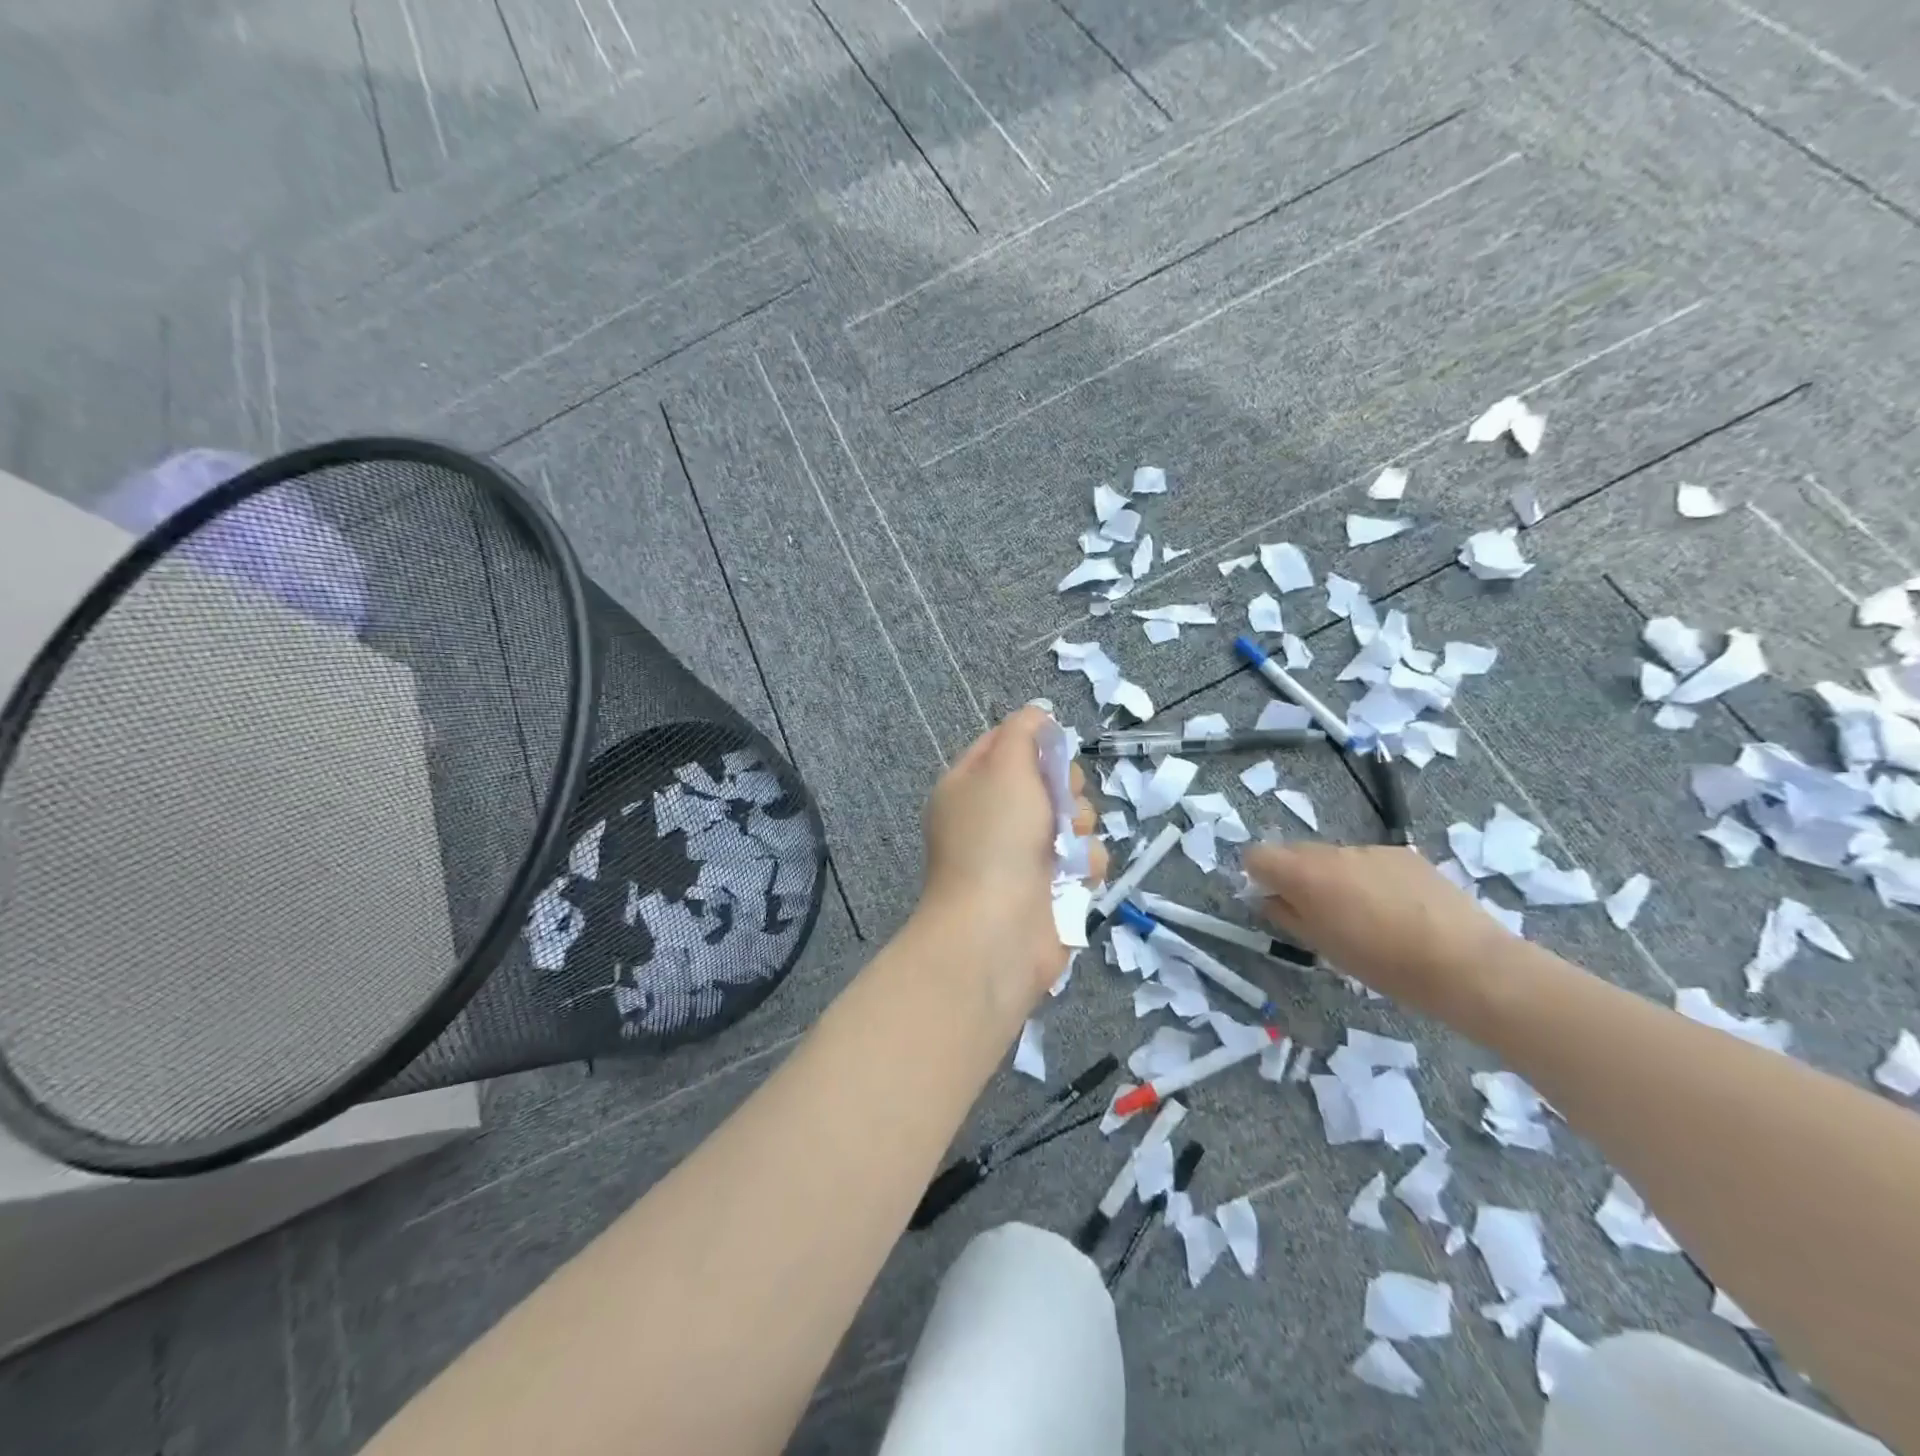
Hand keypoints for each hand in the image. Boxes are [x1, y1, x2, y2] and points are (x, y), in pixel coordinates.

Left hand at [918, 707, 1106, 1010]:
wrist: (997, 931)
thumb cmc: (995, 839)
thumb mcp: (1004, 767)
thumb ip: (1022, 732)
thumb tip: (1037, 714)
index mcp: (969, 787)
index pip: (1004, 745)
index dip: (1034, 742)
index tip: (1053, 748)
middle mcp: (994, 818)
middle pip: (1047, 781)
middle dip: (1065, 788)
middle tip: (1060, 802)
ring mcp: (1022, 855)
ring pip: (1074, 819)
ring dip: (1080, 826)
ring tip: (1067, 845)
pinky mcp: (1052, 888)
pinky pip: (1084, 859)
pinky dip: (1085, 864)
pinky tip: (1075, 875)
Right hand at [1242, 842, 1509, 1020]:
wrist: (1466, 963)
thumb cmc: (1383, 964)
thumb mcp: (1323, 947)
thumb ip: (1287, 915)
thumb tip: (1268, 897)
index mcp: (1305, 874)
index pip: (1257, 855)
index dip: (1259, 875)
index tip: (1273, 899)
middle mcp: (1333, 852)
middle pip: (1295, 852)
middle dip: (1296, 876)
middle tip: (1318, 913)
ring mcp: (1371, 849)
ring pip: (1335, 858)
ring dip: (1335, 878)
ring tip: (1365, 916)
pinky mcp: (1405, 854)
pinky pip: (1369, 861)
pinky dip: (1370, 879)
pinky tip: (1397, 910)